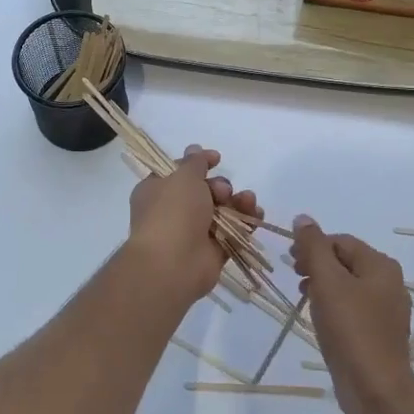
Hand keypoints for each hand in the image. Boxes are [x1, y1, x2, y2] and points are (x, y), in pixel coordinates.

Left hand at [126, 146, 260, 305]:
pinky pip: (233, 232)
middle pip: (205, 190)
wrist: (173, 264)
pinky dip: (246, 222)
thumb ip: (195, 162)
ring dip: (238, 202)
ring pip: (222, 210)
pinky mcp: (213, 251)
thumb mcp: (183, 176)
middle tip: (222, 192)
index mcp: (157, 190)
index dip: (198, 163)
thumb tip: (195, 148)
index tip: (217, 159)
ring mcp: (194, 232)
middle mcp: (174, 210)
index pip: (178, 171)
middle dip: (220, 186)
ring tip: (247, 201)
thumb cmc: (172, 212)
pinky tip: (256, 214)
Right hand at [291, 216, 413, 413]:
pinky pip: (353, 309)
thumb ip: (313, 247)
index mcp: (381, 266)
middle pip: (346, 261)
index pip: (341, 241)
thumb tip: (303, 218)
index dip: (313, 246)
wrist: (375, 388)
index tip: (290, 261)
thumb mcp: (327, 281)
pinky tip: (320, 319)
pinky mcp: (379, 333)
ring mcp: (386, 310)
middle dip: (317, 264)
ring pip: (348, 286)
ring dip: (323, 285)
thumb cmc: (350, 328)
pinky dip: (334, 306)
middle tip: (294, 277)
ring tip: (303, 297)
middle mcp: (390, 283)